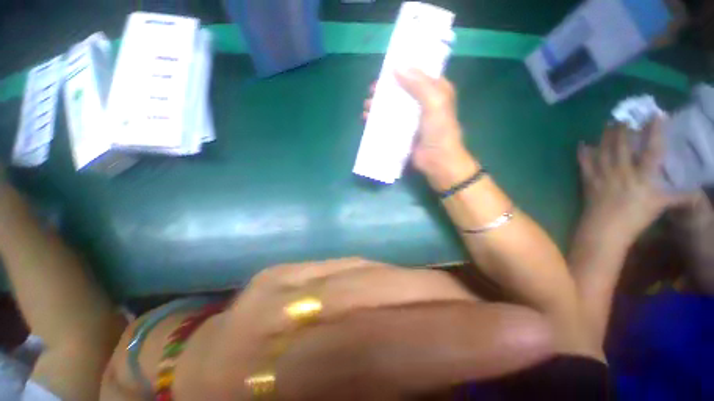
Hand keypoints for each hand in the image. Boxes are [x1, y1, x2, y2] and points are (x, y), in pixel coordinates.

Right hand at [363, 69, 477, 189]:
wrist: (437, 160)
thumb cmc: (439, 131)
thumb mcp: (435, 103)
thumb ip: (418, 84)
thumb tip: (396, 67)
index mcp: (435, 91)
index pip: (419, 73)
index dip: (404, 68)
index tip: (388, 66)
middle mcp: (423, 102)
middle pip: (402, 90)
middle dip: (386, 89)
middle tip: (373, 90)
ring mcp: (412, 118)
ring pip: (393, 106)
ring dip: (379, 105)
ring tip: (367, 105)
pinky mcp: (403, 131)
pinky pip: (389, 122)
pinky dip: (378, 119)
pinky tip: (367, 119)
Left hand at [577, 119, 690, 243]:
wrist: (605, 229)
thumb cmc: (636, 218)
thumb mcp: (661, 206)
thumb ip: (679, 198)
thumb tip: (698, 194)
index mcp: (643, 176)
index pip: (652, 149)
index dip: (655, 131)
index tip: (656, 114)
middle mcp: (623, 171)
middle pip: (622, 145)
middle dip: (624, 129)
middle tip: (624, 117)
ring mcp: (603, 175)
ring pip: (604, 151)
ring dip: (605, 136)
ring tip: (607, 124)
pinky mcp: (589, 180)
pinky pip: (585, 163)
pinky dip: (583, 153)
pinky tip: (582, 144)